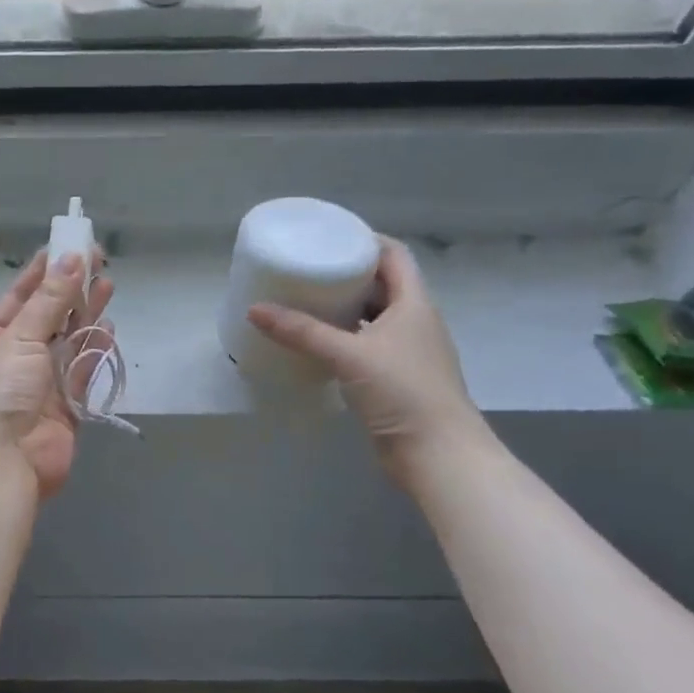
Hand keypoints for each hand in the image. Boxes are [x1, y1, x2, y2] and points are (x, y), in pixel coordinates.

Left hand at [0, 251, 115, 500]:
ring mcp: (39, 383)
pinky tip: (108, 330)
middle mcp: (13, 356)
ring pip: (68, 342)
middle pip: (48, 315)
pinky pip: (81, 373)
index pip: (21, 293)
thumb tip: (71, 258)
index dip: (45, 269)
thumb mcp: (18, 336)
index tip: (71, 244)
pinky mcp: (64, 409)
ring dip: (86, 315)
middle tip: (100, 260)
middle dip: (71, 289)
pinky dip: (94, 352)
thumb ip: (50, 300)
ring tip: (109, 285)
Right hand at [247, 236, 483, 480]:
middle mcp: (415, 322)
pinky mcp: (397, 379)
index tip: (330, 237)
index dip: (366, 240)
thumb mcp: (349, 355)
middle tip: (309, 268)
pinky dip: (345, 339)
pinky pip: (368, 346)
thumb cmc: (403, 392)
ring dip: (346, 308)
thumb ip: (302, 332)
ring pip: (374, 317)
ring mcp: (408, 352)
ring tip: (306, 302)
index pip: (394, 255)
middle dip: (348, 274)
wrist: (439, 455)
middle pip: (382, 284)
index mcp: (414, 303)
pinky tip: (318, 344)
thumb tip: (254, 309)